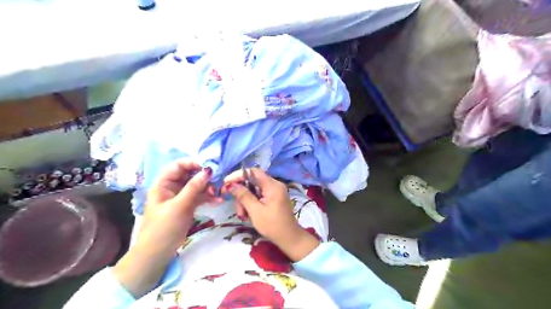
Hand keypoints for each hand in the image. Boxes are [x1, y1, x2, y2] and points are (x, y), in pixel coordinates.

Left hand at [139, 159, 220, 250]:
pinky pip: (200, 196)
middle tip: (217, 179)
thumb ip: (193, 187)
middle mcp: (172, 187)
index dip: (193, 163)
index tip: (209, 166)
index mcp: (164, 183)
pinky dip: (208, 197)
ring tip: (218, 192)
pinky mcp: (188, 204)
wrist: (158, 252)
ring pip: (197, 185)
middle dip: (203, 176)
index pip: (178, 165)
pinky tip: (218, 200)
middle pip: (190, 174)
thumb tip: (208, 171)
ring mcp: (181, 196)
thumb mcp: (179, 206)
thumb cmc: (163, 227)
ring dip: (208, 187)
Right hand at [222, 170, 321, 261]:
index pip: (253, 172)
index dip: (238, 175)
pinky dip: (251, 203)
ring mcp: (275, 191)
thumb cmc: (273, 225)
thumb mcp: (255, 211)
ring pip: (253, 189)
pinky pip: (258, 195)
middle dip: (242, 194)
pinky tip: (248, 214)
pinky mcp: (273, 197)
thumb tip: (231, 184)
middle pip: (252, 182)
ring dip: (245, 201)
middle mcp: (274, 185)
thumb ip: (243, 196)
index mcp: (272, 185)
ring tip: (243, 215)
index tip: (226, 183)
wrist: (289, 238)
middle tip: (238, 210)